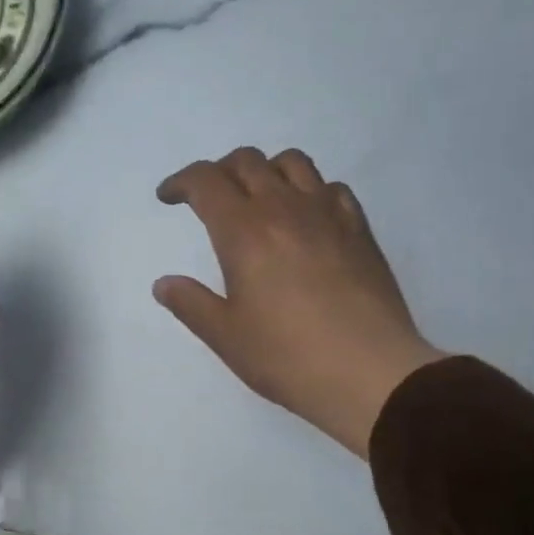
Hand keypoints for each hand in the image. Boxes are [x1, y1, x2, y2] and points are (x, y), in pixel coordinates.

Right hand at [154, 147, 444, 457]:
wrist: (369, 372)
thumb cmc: (287, 357)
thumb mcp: (225, 336)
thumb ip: (191, 304)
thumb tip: (164, 283)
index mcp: (244, 232)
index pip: (206, 181)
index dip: (181, 181)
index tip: (168, 197)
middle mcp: (284, 208)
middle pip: (247, 162)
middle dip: (219, 172)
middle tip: (208, 199)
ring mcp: (327, 214)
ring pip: (292, 163)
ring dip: (265, 170)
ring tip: (257, 199)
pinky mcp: (359, 229)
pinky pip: (330, 187)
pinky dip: (309, 190)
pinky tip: (306, 218)